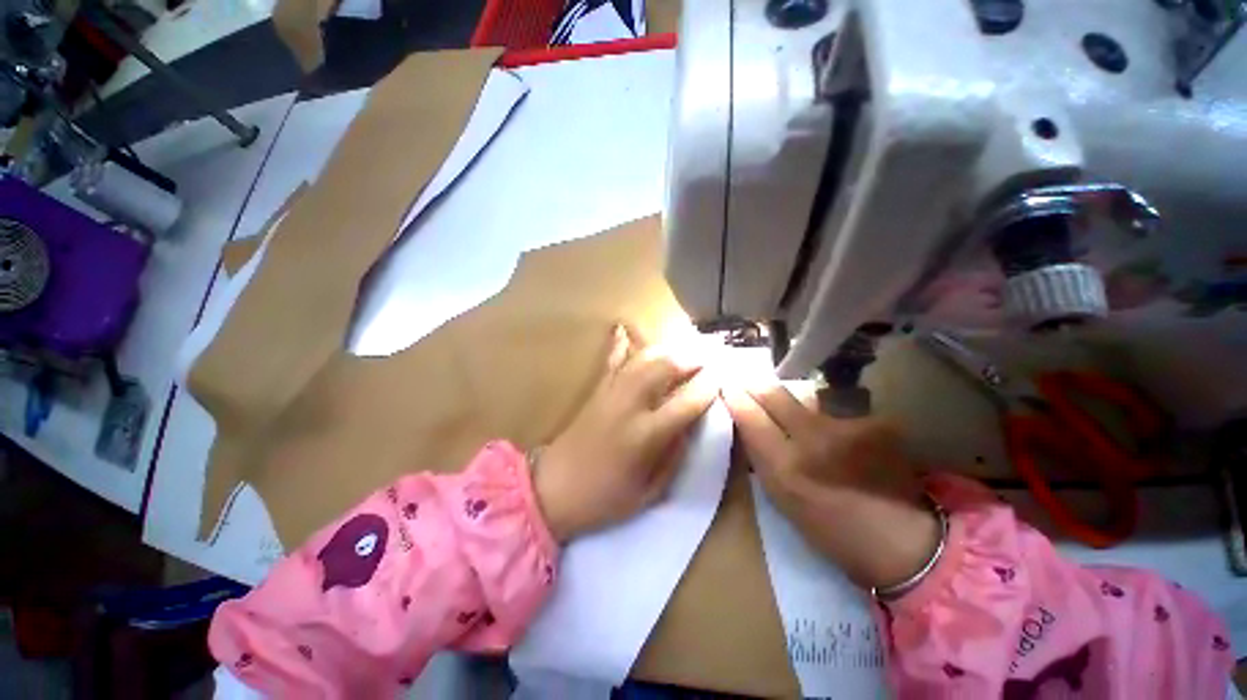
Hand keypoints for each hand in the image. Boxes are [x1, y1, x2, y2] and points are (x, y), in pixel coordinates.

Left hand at [534, 325, 717, 541]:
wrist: (554, 488)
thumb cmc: (604, 498)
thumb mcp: (649, 491)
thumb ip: (674, 455)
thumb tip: (690, 425)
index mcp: (646, 435)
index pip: (687, 401)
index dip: (709, 386)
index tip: (723, 377)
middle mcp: (630, 404)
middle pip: (666, 367)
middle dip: (693, 357)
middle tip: (711, 356)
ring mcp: (611, 391)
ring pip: (643, 357)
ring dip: (669, 348)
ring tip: (687, 347)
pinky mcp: (597, 389)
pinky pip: (612, 359)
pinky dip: (621, 342)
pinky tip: (626, 328)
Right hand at [722, 383, 939, 590]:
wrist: (903, 542)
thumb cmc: (830, 528)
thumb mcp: (781, 497)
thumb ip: (761, 456)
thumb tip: (746, 422)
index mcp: (785, 468)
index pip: (749, 416)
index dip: (735, 397)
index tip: (728, 388)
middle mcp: (813, 440)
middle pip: (774, 394)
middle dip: (756, 386)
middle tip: (749, 385)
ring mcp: (848, 428)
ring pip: (804, 398)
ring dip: (793, 403)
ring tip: (797, 417)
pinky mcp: (876, 422)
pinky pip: (835, 410)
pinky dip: (827, 418)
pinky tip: (838, 435)